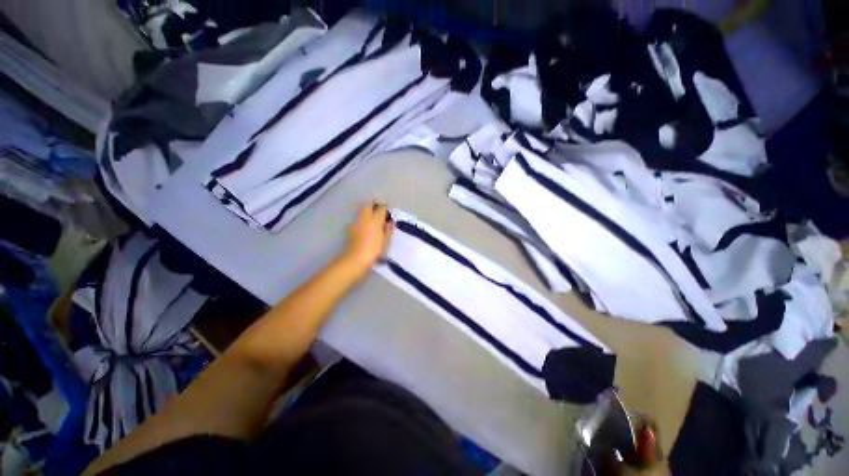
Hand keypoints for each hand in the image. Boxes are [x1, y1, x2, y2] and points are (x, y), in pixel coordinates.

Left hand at [341, 202, 392, 272]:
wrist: (356, 259)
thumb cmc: (374, 250)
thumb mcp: (386, 241)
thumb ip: (388, 229)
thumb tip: (388, 222)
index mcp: (375, 219)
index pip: (381, 208)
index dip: (385, 207)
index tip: (388, 210)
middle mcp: (365, 217)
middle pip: (368, 205)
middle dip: (373, 205)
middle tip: (378, 210)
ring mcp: (356, 222)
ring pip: (361, 211)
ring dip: (367, 211)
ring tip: (372, 218)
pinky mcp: (350, 228)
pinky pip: (357, 219)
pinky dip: (362, 220)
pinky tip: (365, 227)